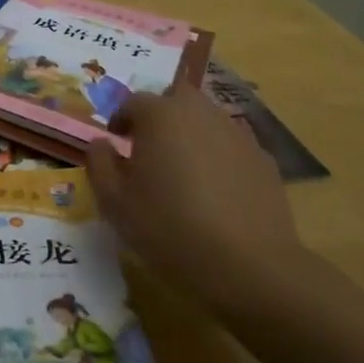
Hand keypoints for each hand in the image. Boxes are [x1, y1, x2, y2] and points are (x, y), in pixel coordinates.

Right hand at [86, 83, 309, 311]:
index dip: (121, 119)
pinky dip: (218, 158)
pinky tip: (214, 193)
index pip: (133, 102)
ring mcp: (238, 135)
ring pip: (207, 120)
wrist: (247, 264)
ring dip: (191, 135)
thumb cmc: (168, 227)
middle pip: (177, 98)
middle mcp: (201, 114)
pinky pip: (231, 147)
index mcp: (160, 116)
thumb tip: (101, 143)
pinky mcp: (264, 160)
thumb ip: (99, 163)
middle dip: (161, 115)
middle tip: (150, 147)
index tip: (116, 141)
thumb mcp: (114, 201)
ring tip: (182, 172)